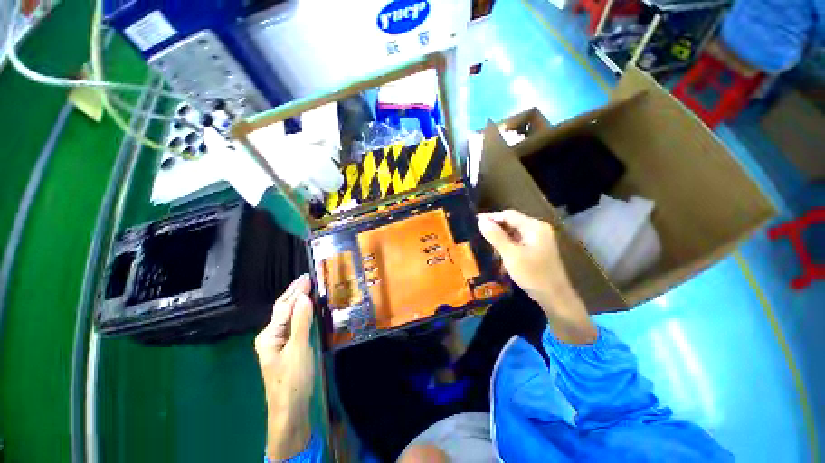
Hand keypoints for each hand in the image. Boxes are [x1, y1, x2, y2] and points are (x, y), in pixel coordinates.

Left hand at [255, 274, 314, 459]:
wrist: (291, 409)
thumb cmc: (293, 379)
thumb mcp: (299, 349)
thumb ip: (301, 322)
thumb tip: (304, 297)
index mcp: (269, 335)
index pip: (284, 307)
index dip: (296, 291)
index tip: (308, 277)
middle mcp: (271, 336)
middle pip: (283, 309)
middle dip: (295, 292)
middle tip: (307, 278)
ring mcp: (280, 343)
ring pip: (289, 316)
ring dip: (299, 301)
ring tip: (309, 288)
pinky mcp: (289, 348)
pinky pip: (295, 324)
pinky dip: (303, 312)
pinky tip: (309, 308)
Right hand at [477, 210, 596, 343]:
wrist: (554, 297)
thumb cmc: (532, 274)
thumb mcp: (511, 255)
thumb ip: (495, 236)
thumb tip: (481, 221)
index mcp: (534, 227)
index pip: (509, 215)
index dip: (491, 217)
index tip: (474, 221)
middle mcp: (538, 229)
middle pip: (512, 222)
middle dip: (495, 227)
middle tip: (477, 232)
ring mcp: (538, 239)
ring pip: (514, 232)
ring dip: (500, 236)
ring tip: (484, 241)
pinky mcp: (537, 249)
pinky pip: (518, 241)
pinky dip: (507, 244)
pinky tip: (497, 252)